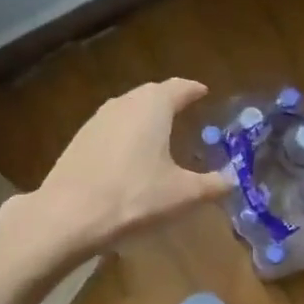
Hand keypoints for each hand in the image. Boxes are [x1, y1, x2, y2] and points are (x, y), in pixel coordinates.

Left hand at [28, 79, 229, 253]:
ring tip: (159, 131)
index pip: (179, 88)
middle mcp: (123, 104)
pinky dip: (126, 133)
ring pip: (128, 109)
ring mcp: (96, 120)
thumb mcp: (183, 195)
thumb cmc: (135, 197)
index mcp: (153, 107)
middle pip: (150, 94)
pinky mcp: (79, 141)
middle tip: (185, 110)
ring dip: (145, 116)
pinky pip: (111, 128)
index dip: (193, 90)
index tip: (204, 92)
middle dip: (169, 99)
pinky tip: (130, 154)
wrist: (70, 215)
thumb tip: (233, 180)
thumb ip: (213, 185)